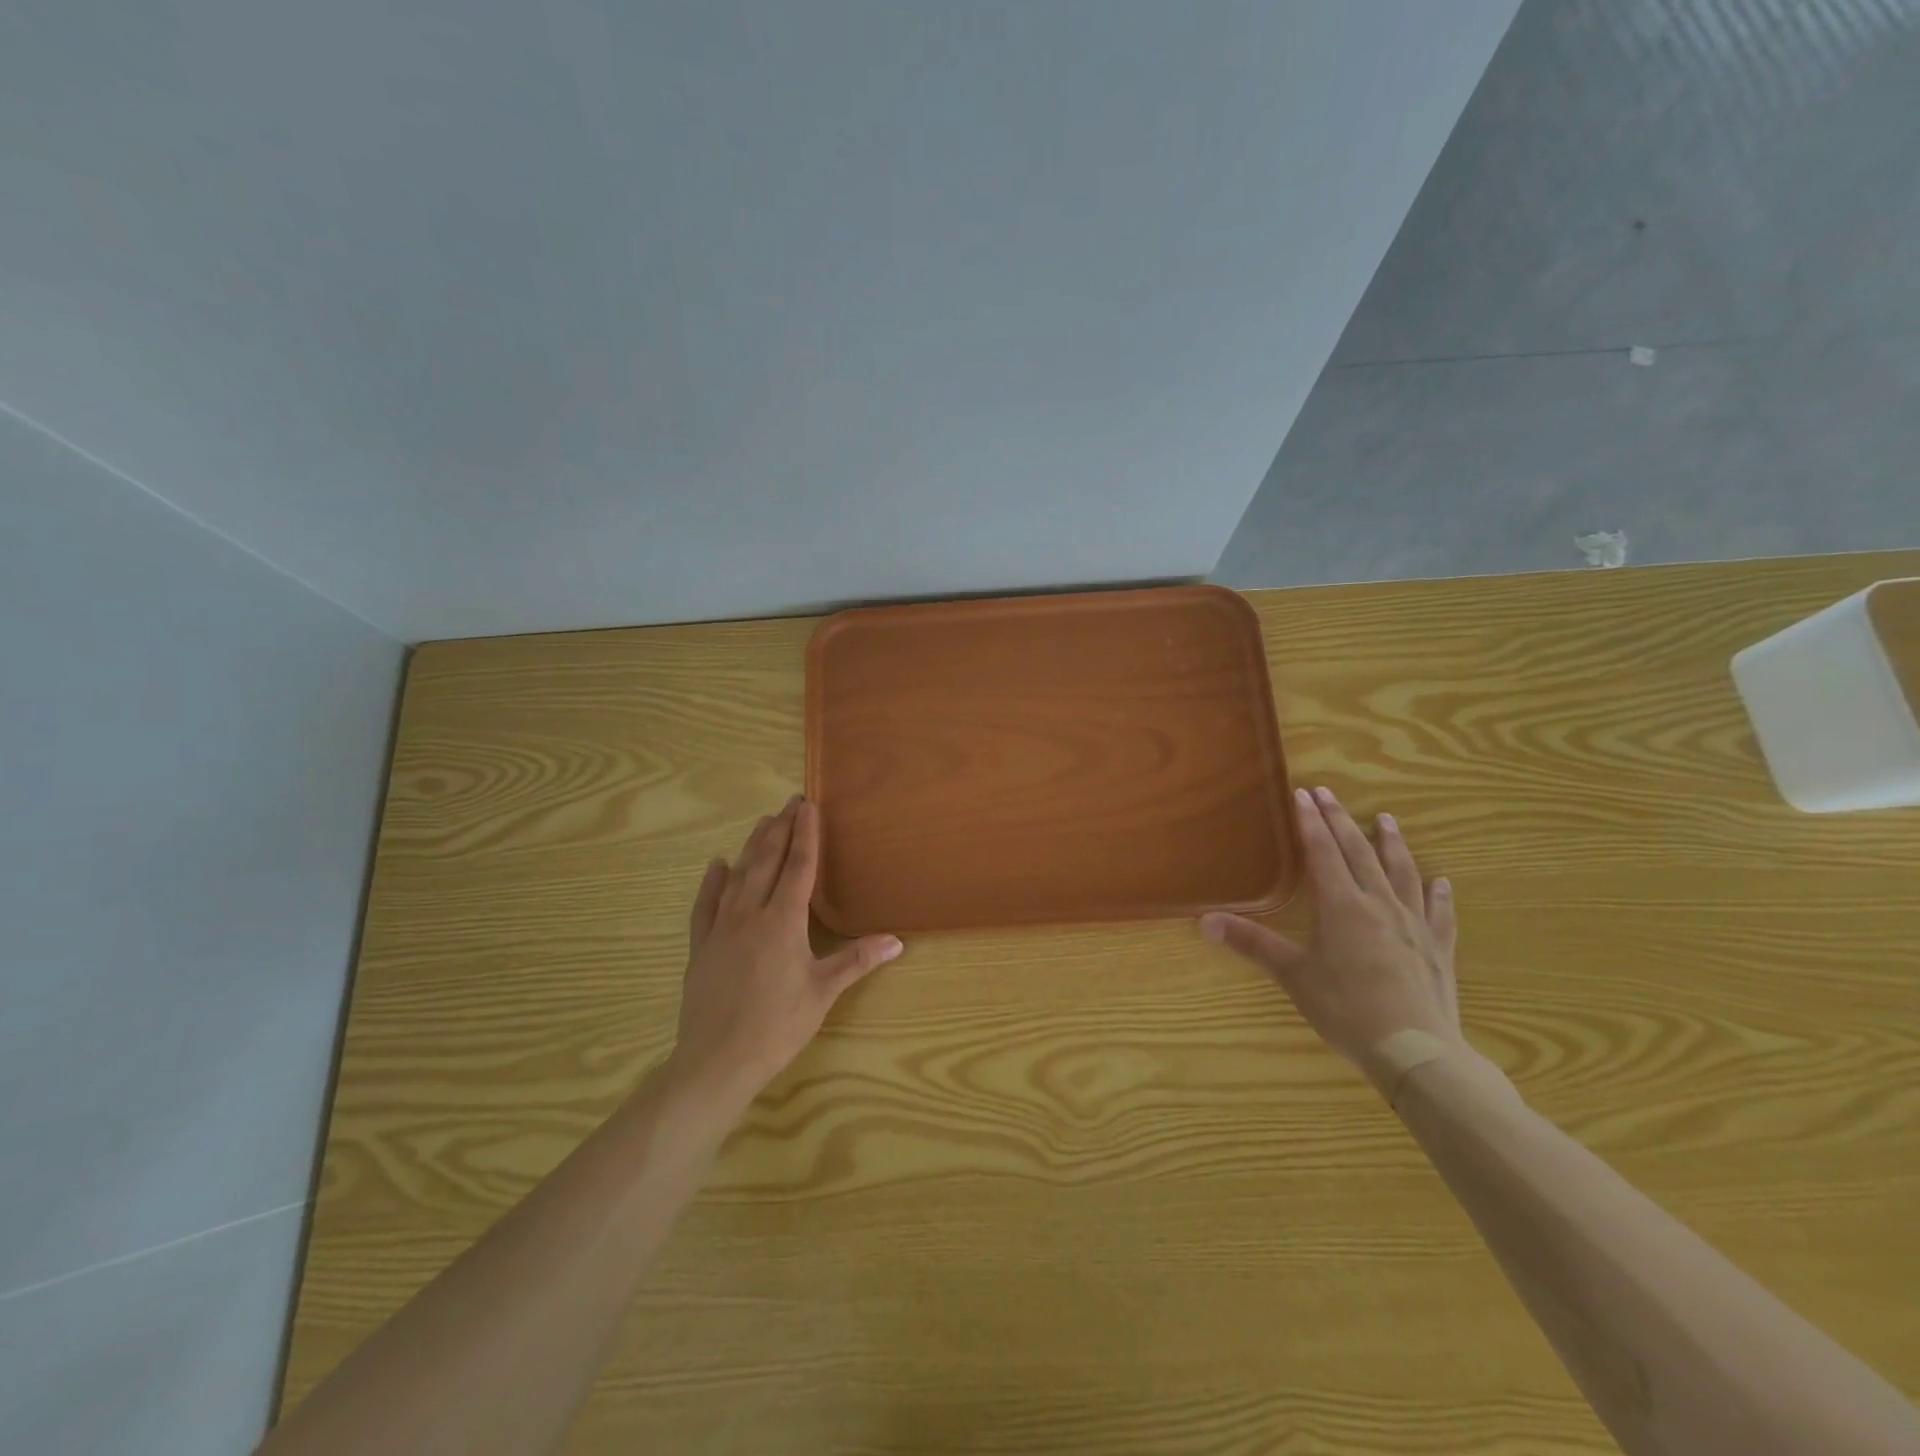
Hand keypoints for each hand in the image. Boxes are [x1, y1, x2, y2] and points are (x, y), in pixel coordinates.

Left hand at [668, 796, 902, 1111]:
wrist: (717, 1060)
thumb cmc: (777, 1025)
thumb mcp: (823, 992)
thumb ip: (857, 960)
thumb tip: (897, 941)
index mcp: (783, 921)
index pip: (799, 867)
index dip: (806, 834)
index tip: (809, 806)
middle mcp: (751, 914)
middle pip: (767, 861)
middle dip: (780, 829)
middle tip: (790, 802)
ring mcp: (721, 928)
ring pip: (737, 875)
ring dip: (751, 846)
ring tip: (763, 822)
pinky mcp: (700, 945)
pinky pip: (705, 905)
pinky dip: (712, 882)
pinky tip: (716, 865)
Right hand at [1202, 785, 1463, 1097]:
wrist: (1416, 1051)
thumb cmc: (1347, 1009)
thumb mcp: (1293, 976)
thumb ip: (1252, 944)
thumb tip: (1204, 920)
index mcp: (1342, 906)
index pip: (1323, 853)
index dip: (1310, 822)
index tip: (1303, 794)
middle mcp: (1379, 905)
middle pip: (1359, 853)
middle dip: (1342, 820)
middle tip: (1329, 793)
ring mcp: (1414, 925)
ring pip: (1402, 873)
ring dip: (1392, 844)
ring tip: (1386, 819)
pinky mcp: (1438, 949)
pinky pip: (1439, 913)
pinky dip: (1438, 894)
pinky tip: (1442, 882)